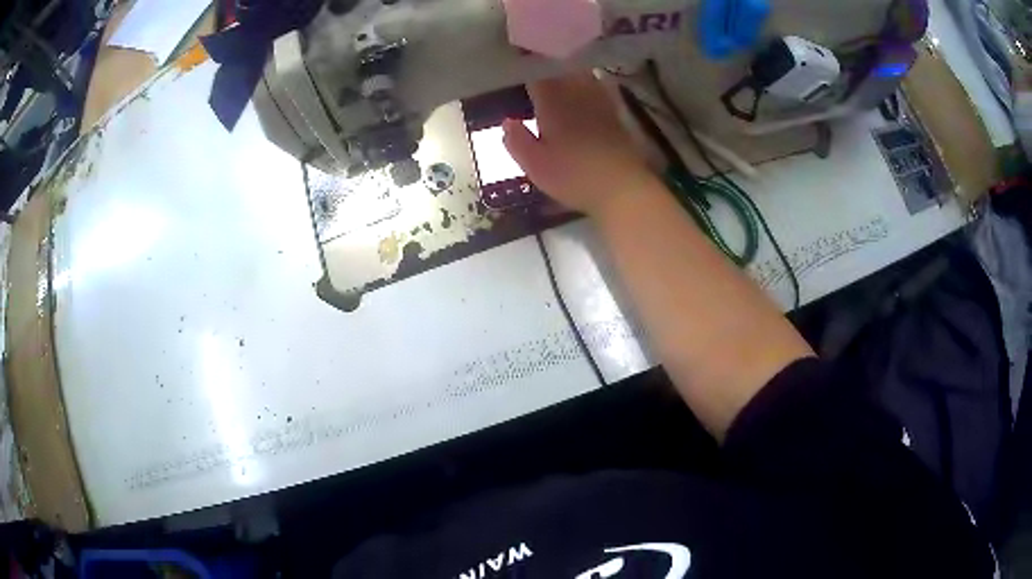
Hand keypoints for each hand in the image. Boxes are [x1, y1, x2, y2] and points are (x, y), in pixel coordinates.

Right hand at [502, 73, 652, 215]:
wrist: (621, 187)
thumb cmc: (573, 176)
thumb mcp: (535, 165)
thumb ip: (517, 141)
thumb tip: (507, 121)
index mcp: (551, 102)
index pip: (535, 76)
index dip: (525, 70)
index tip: (517, 67)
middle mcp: (575, 94)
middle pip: (559, 71)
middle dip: (546, 68)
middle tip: (534, 69)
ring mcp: (599, 101)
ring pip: (581, 75)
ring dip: (568, 72)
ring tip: (557, 74)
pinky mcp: (615, 113)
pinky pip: (600, 88)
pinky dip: (590, 83)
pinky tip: (587, 87)